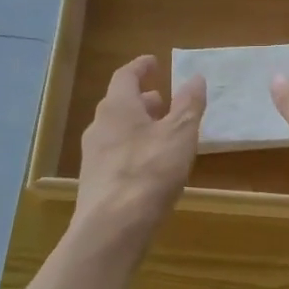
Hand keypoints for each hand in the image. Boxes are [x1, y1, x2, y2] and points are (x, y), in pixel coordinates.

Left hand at [73, 55, 205, 245]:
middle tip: (163, 100)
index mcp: (117, 107)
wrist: (113, 227)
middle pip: (119, 104)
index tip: (154, 62)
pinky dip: (133, 150)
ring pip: (117, 131)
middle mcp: (99, 126)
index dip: (140, 67)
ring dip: (138, 126)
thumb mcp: (180, 134)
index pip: (125, 75)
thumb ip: (189, 104)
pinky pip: (116, 155)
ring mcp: (93, 156)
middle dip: (142, 100)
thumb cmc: (149, 171)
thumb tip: (196, 77)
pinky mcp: (95, 182)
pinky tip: (150, 166)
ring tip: (161, 133)